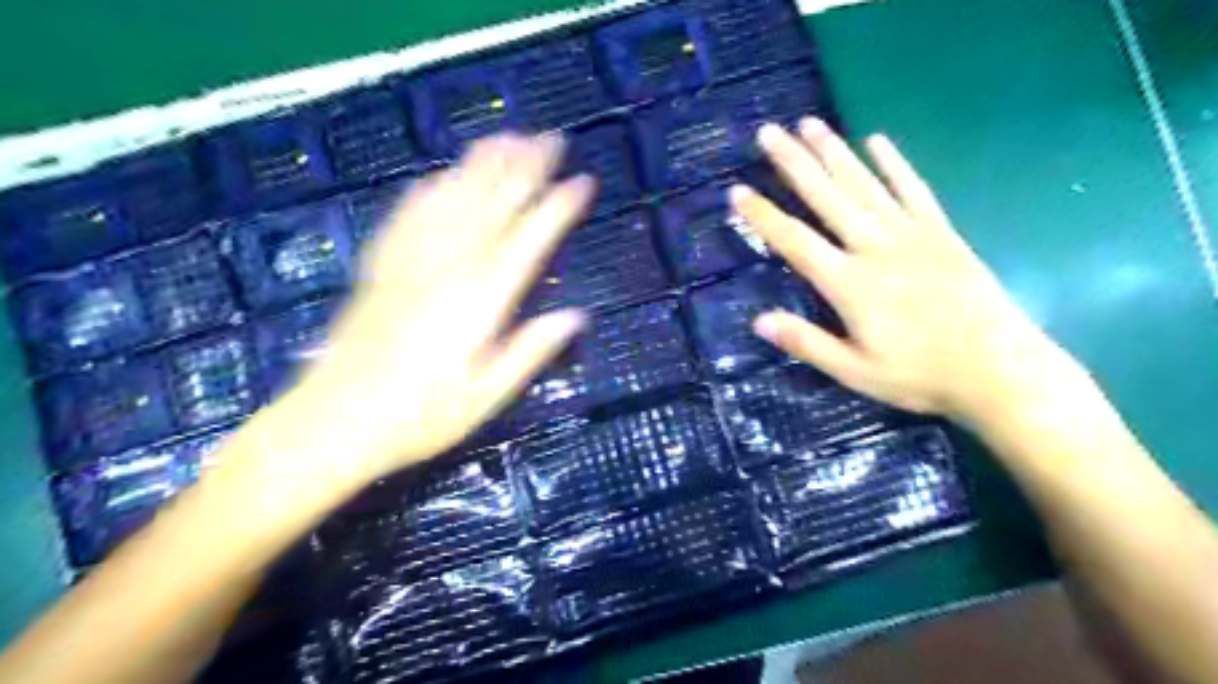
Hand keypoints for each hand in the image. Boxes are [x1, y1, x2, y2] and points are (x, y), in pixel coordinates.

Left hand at [254, 135, 593, 485]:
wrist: (331, 423)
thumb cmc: (419, 419)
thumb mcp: (486, 397)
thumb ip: (530, 351)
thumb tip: (576, 317)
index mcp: (480, 301)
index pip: (529, 239)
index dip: (558, 207)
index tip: (583, 181)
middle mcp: (448, 269)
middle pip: (492, 205)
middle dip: (525, 168)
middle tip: (550, 139)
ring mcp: (410, 262)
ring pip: (452, 199)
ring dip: (482, 165)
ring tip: (506, 137)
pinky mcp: (380, 267)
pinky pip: (408, 215)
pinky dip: (429, 188)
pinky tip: (440, 174)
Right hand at [726, 117, 1067, 422]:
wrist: (999, 370)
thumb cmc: (920, 375)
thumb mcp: (854, 371)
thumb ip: (807, 342)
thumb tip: (759, 321)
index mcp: (850, 284)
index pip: (796, 242)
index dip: (764, 217)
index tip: (737, 192)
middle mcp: (875, 248)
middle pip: (827, 198)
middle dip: (794, 163)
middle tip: (769, 132)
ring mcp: (911, 235)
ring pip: (864, 184)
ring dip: (834, 152)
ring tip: (810, 123)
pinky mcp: (941, 233)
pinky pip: (914, 190)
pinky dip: (895, 164)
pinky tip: (877, 141)